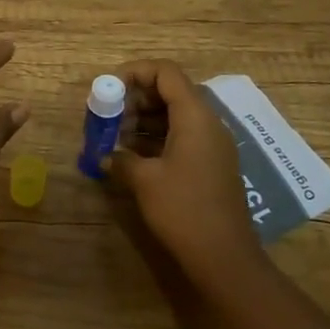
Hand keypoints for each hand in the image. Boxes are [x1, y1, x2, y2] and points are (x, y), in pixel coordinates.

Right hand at [109, 59, 262, 283]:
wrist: (224, 256)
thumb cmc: (183, 209)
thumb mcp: (144, 180)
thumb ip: (121, 158)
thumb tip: (105, 155)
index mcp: (194, 116)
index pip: (165, 72)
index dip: (135, 72)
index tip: (108, 88)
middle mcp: (207, 123)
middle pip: (170, 91)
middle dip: (135, 98)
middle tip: (108, 117)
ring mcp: (212, 144)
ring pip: (174, 115)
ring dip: (143, 120)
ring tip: (114, 137)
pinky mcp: (210, 164)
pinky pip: (181, 136)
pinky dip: (156, 138)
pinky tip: (132, 156)